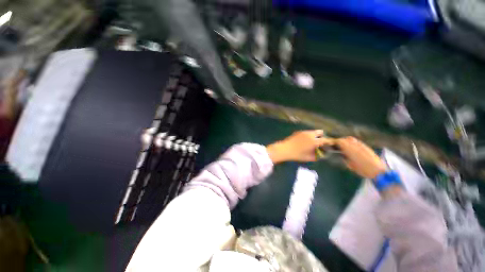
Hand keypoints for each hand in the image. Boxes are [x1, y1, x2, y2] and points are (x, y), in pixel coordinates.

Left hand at [266, 130, 333, 162]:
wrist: (284, 149)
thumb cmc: (297, 155)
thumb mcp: (309, 158)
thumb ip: (317, 156)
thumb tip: (322, 155)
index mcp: (314, 141)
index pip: (326, 140)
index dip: (330, 142)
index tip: (331, 144)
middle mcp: (310, 134)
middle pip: (320, 132)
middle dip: (322, 137)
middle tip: (319, 143)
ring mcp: (304, 132)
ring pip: (313, 131)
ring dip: (315, 135)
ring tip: (311, 142)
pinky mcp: (298, 132)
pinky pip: (307, 132)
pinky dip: (309, 135)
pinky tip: (304, 141)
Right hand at [336, 137, 386, 178]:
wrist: (378, 171)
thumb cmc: (362, 169)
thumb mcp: (349, 165)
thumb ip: (344, 157)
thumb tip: (340, 154)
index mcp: (349, 148)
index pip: (339, 141)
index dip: (334, 142)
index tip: (331, 146)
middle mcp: (355, 144)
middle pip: (345, 139)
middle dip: (340, 142)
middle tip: (337, 147)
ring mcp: (362, 145)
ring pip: (351, 139)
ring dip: (346, 142)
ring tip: (344, 147)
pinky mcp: (366, 147)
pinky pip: (357, 142)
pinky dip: (352, 144)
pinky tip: (352, 149)